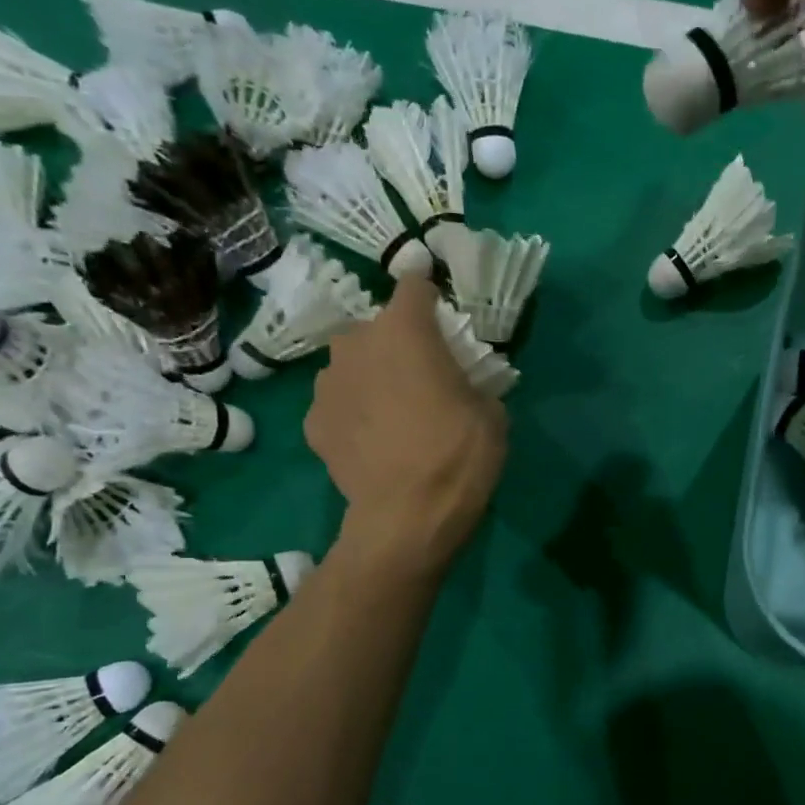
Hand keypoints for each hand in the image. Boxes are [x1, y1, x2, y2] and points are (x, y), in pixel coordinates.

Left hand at [306, 274, 506, 571]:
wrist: (407, 518)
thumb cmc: (458, 457)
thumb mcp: (492, 415)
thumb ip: (472, 384)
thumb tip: (460, 388)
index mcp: (404, 331)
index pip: (414, 286)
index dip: (429, 297)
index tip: (442, 316)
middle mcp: (356, 344)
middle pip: (379, 329)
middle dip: (399, 345)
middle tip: (422, 379)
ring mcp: (327, 383)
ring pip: (353, 366)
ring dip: (372, 378)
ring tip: (393, 415)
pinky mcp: (313, 422)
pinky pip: (339, 405)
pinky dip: (354, 415)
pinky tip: (373, 443)